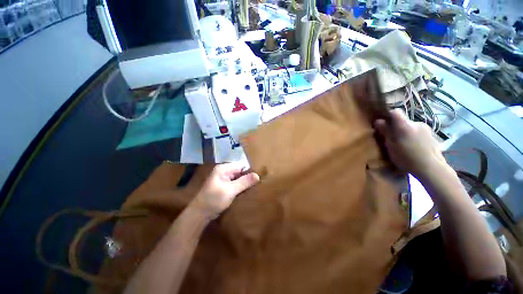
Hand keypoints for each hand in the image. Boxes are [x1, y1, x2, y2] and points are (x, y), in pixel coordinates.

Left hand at [191, 162, 259, 219]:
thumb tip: (258, 175)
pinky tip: (247, 191)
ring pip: (238, 178)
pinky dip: (241, 186)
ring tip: (255, 186)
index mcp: (223, 169)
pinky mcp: (224, 186)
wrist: (199, 214)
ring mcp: (224, 179)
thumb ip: (244, 182)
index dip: (250, 170)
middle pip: (240, 171)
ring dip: (245, 182)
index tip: (259, 177)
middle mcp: (224, 171)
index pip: (241, 165)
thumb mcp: (230, 190)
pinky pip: (235, 183)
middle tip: (258, 183)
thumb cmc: (213, 200)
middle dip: (248, 177)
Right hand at [374, 110, 448, 178]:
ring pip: (411, 127)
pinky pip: (418, 132)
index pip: (395, 112)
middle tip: (393, 139)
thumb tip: (378, 121)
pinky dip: (414, 137)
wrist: (432, 168)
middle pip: (403, 120)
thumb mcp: (391, 146)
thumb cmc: (407, 158)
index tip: (384, 124)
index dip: (388, 116)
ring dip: (406, 132)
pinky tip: (414, 147)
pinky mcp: (432, 135)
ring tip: (404, 145)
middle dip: (396, 127)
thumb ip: (385, 132)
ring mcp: (426, 129)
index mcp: (404, 125)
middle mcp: (416, 123)